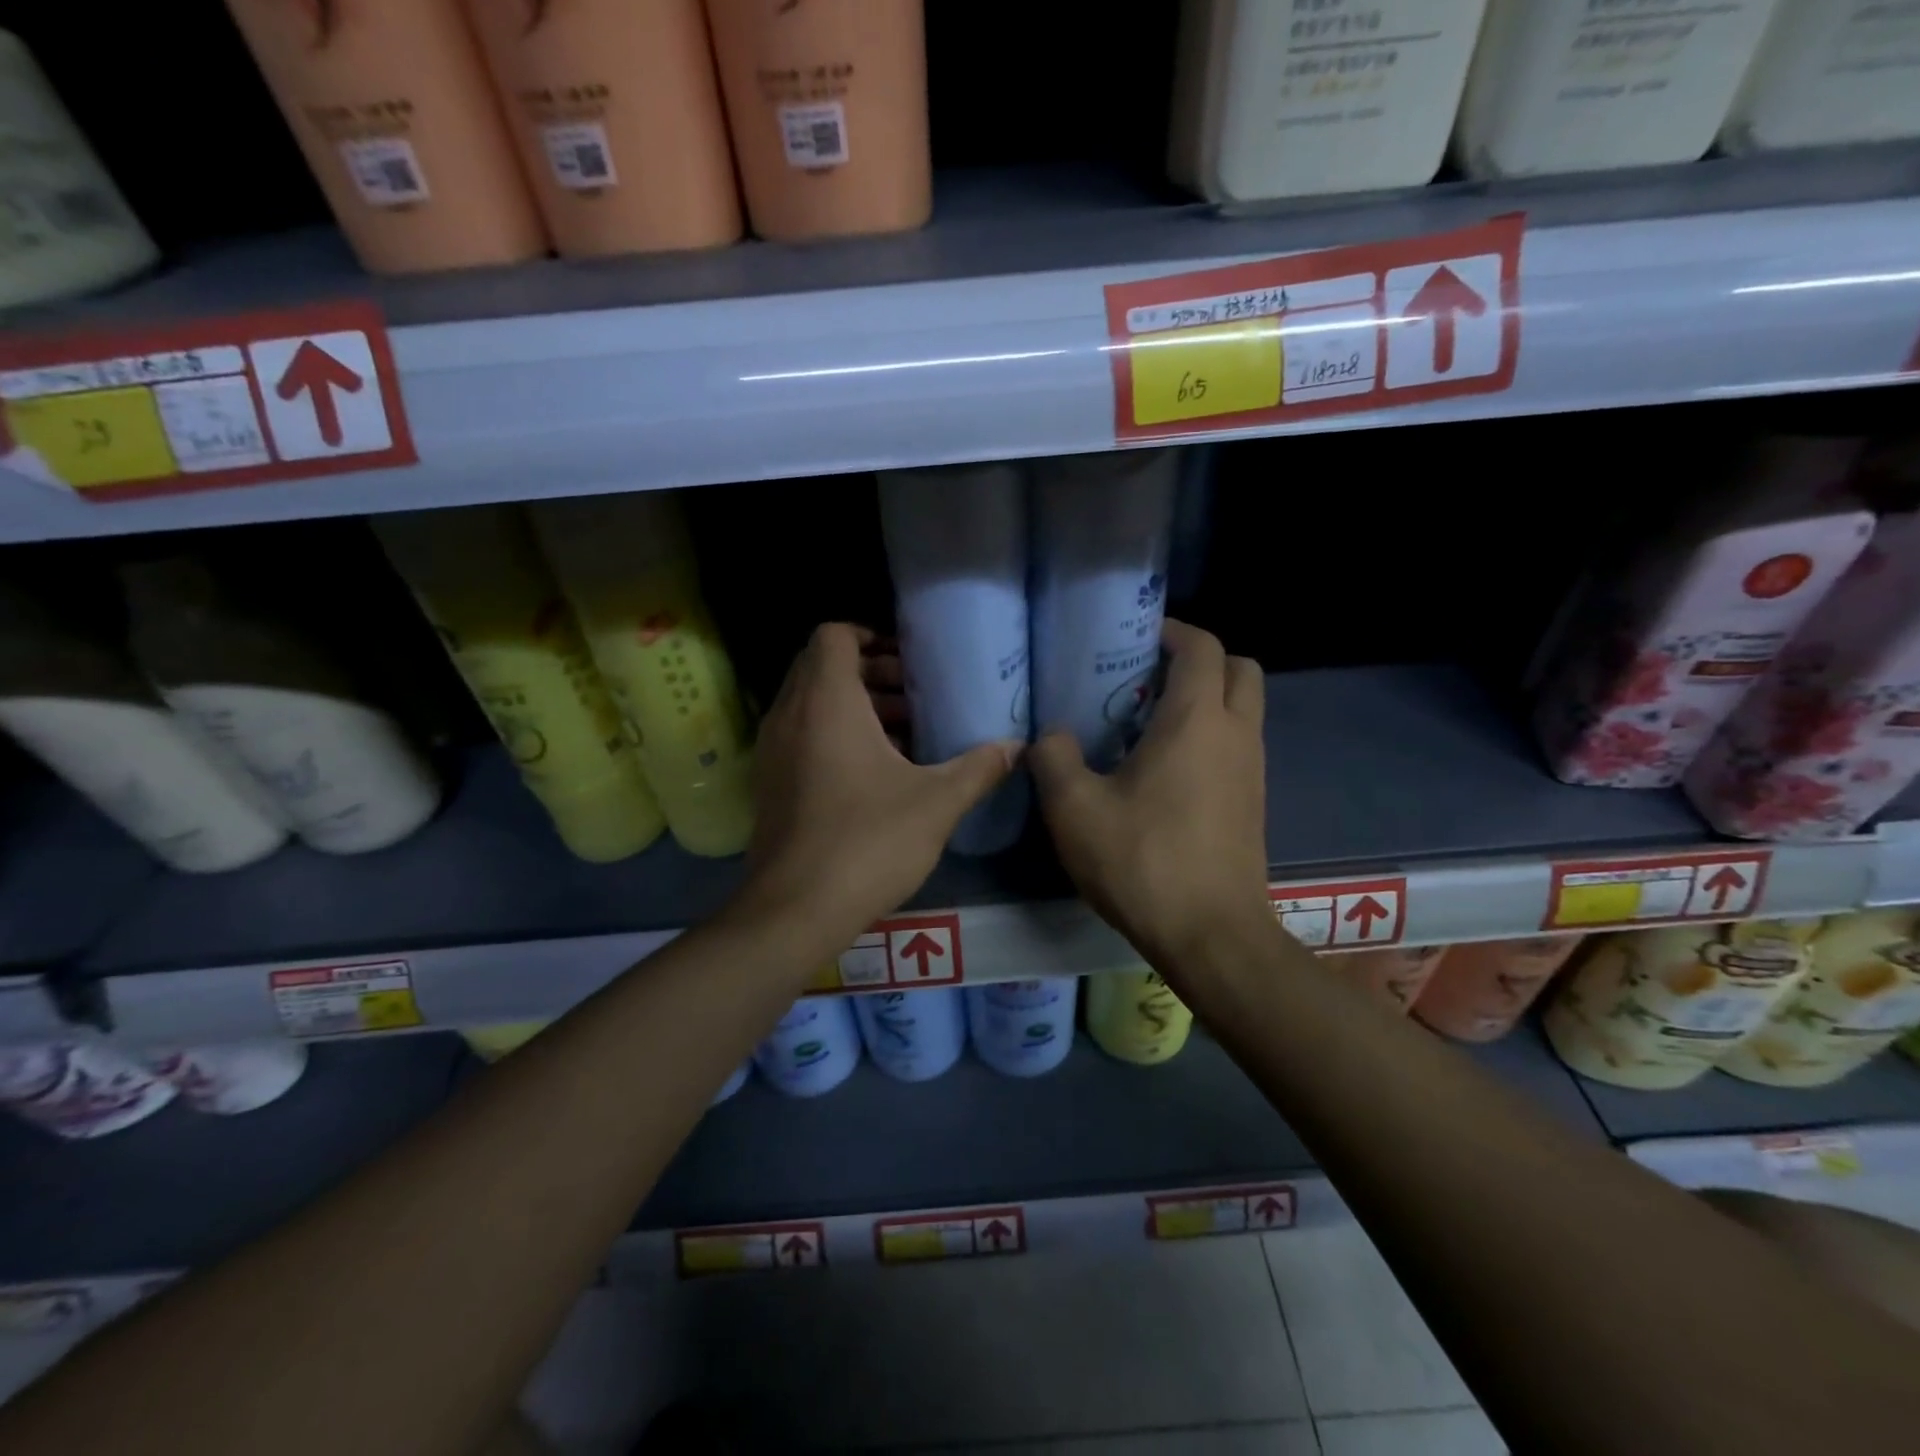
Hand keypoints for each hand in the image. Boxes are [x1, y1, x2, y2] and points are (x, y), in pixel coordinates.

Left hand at [736, 623, 1016, 946]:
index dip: (871, 635)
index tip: (909, 661)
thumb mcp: (937, 803)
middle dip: (870, 673)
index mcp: (826, 703)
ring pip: (811, 703)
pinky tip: (877, 773)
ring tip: (905, 734)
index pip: (833, 635)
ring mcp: (773, 750)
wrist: (795, 909)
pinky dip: (834, 735)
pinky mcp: (770, 782)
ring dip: (855, 706)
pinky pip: (801, 735)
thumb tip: (1017, 746)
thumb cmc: (868, 842)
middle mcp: (790, 715)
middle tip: (915, 697)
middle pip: (822, 666)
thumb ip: (979, 767)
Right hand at [1031, 621, 1271, 969]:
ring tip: (1147, 725)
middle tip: (1148, 679)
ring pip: (1242, 710)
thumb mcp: (1074, 809)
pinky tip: (1163, 774)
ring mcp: (1252, 771)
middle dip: (1200, 661)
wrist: (1211, 936)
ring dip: (1206, 701)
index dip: (1172, 631)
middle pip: (1239, 669)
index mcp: (1197, 720)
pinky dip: (1210, 739)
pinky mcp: (1253, 804)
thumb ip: (1053, 758)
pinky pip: (1237, 747)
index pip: (1203, 647)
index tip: (1135, 638)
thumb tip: (1050, 736)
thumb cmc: (1143, 862)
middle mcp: (1236, 734)